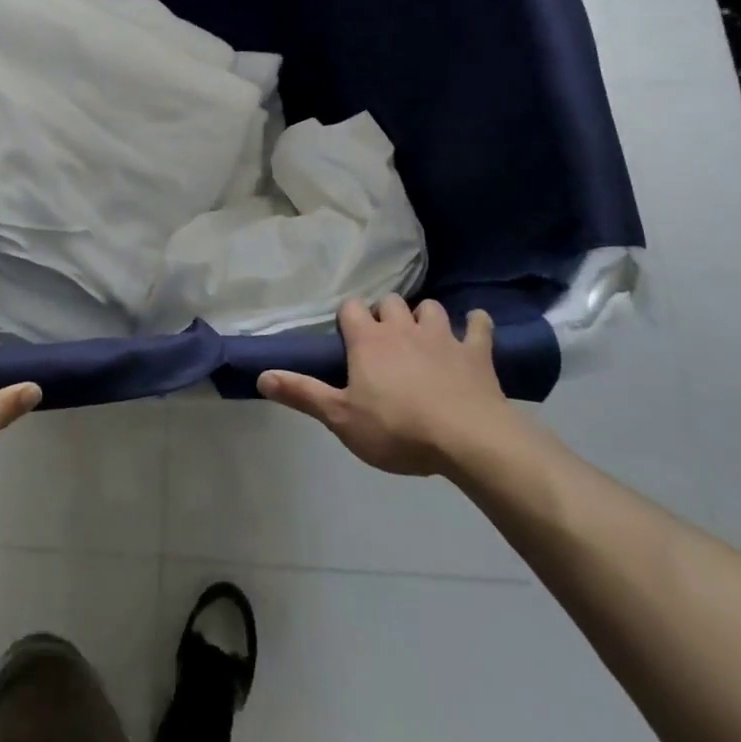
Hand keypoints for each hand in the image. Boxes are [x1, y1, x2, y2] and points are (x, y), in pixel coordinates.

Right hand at [258, 295, 516, 475]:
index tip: (349, 336)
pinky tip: (474, 329)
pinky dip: (475, 325)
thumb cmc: (397, 429)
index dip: (349, 319)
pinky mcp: (476, 352)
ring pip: (430, 308)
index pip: (351, 308)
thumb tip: (261, 375)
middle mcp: (403, 328)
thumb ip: (302, 393)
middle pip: (391, 302)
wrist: (468, 439)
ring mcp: (443, 336)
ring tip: (423, 336)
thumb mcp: (341, 418)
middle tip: (384, 340)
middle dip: (386, 314)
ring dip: (425, 317)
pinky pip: (479, 325)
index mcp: (368, 340)